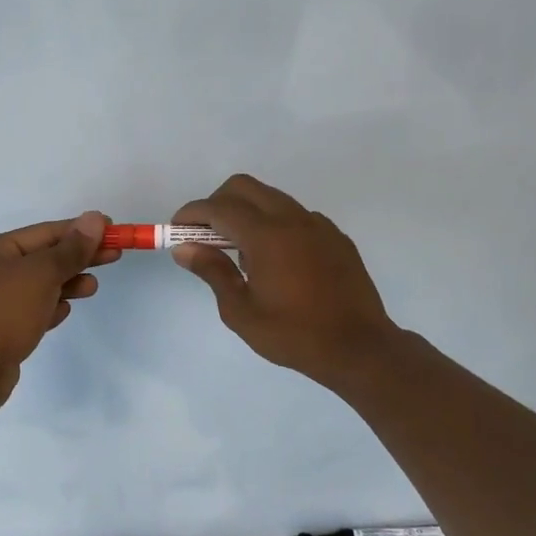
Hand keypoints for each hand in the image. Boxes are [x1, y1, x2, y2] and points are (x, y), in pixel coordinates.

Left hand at [0, 211, 117, 411]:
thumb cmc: (3, 313)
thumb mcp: (41, 275)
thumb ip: (71, 249)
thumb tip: (94, 218)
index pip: (43, 232)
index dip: (79, 230)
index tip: (112, 229)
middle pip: (41, 257)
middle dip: (77, 257)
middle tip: (114, 255)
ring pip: (37, 285)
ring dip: (67, 283)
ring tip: (92, 287)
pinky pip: (30, 309)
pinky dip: (49, 307)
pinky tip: (64, 311)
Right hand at [171, 175, 401, 390]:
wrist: (359, 348)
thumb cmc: (294, 335)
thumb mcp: (242, 312)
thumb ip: (212, 272)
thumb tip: (184, 248)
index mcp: (267, 236)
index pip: (218, 207)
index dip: (191, 214)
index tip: (176, 230)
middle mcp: (292, 219)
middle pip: (244, 187)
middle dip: (217, 203)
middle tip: (205, 235)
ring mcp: (318, 225)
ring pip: (271, 198)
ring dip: (246, 212)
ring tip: (240, 254)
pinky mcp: (335, 236)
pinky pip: (295, 216)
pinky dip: (274, 224)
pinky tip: (275, 261)